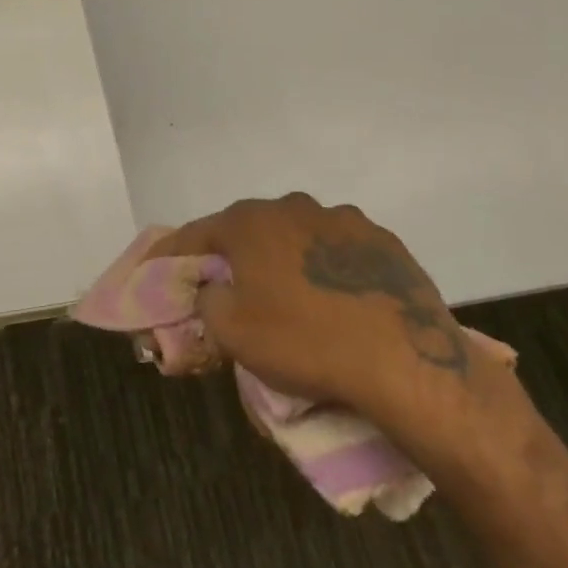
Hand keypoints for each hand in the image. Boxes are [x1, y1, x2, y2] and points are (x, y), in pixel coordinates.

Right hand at [154, 193, 501, 437]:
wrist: (403, 360)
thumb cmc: (303, 342)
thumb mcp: (232, 333)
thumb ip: (208, 301)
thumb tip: (214, 289)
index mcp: (250, 222)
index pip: (198, 232)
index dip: (176, 252)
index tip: (163, 269)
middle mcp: (293, 207)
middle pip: (250, 229)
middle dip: (236, 254)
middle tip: (231, 287)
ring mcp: (343, 220)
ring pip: (298, 236)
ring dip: (286, 258)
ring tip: (291, 297)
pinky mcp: (383, 242)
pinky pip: (339, 252)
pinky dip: (328, 268)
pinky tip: (336, 300)